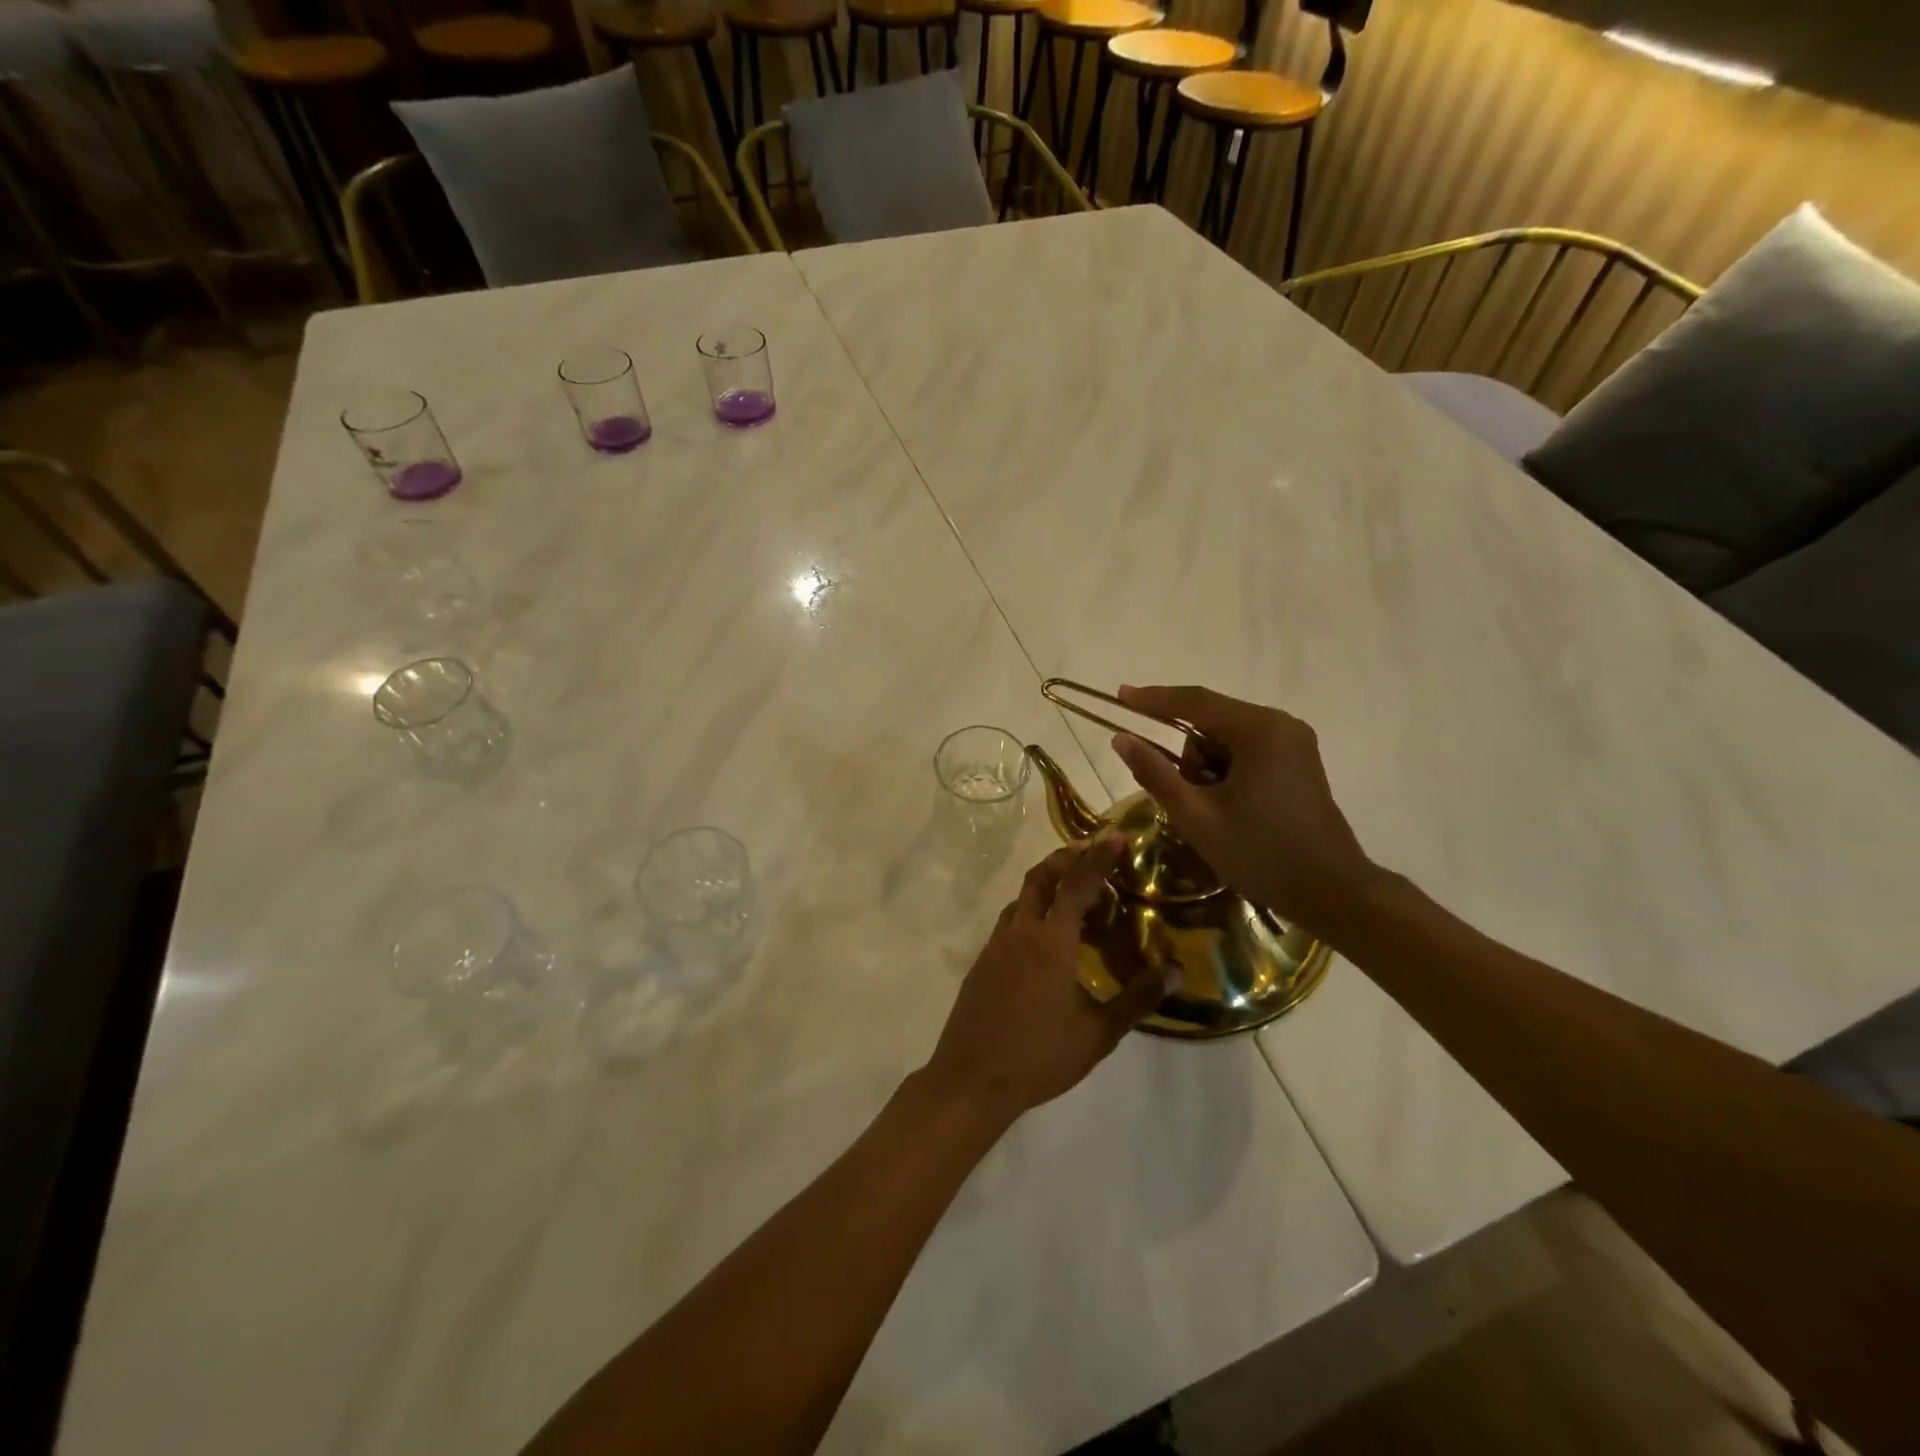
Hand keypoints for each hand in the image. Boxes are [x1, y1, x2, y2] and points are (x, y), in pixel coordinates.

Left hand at [923, 838, 1174, 1124]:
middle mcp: (1020, 931)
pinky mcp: (983, 961)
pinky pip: (1011, 921)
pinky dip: (1033, 912)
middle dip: (1067, 858)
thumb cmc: (1039, 1056)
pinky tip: (1049, 940)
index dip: (1098, 856)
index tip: (1118, 838)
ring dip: (1048, 885)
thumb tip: (1175, 971)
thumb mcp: (1098, 1033)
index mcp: (1051, 941)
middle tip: (1095, 857)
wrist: (971, 1079)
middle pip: (1041, 876)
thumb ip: (1137, 999)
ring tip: (1078, 900)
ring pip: (1023, 897)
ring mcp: (996, 945)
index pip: (1077, 883)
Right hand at [1110, 685, 1380, 942]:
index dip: (1152, 699)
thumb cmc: (1260, 853)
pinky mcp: (1297, 761)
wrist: (1330, 892)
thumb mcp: (1196, 816)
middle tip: (1191, 803)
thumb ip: (1155, 773)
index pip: (1194, 702)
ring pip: (1226, 739)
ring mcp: (1293, 742)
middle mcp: (1280, 724)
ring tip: (1217, 814)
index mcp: (1258, 731)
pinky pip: (1246, 751)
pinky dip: (1227, 773)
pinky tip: (1231, 808)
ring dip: (1208, 769)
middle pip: (1211, 722)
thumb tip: (1121, 738)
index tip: (1119, 695)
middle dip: (1190, 759)